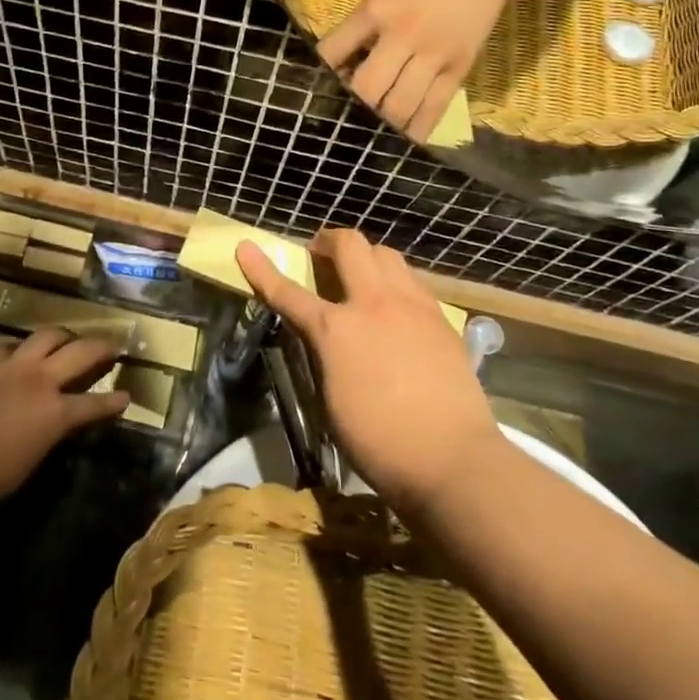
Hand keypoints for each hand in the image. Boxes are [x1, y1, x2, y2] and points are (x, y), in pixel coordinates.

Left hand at [0, 328, 128, 513]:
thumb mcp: (29, 463)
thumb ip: (48, 436)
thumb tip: (54, 425)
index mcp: (55, 413)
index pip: (94, 404)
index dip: (113, 402)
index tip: (127, 395)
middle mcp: (38, 381)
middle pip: (79, 353)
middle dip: (100, 346)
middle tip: (112, 343)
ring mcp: (9, 367)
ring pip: (46, 336)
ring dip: (62, 336)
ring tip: (68, 338)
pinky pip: (6, 346)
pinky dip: (18, 349)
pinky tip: (17, 354)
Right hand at [235, 231, 498, 510]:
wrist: (452, 458)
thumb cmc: (378, 441)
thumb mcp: (330, 399)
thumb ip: (323, 355)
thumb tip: (323, 337)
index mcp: (336, 329)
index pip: (288, 292)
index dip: (262, 269)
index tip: (246, 247)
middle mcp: (374, 304)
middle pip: (350, 245)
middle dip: (328, 241)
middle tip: (320, 254)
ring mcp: (413, 306)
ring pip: (387, 254)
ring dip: (366, 257)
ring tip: (361, 276)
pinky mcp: (441, 319)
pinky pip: (413, 282)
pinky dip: (396, 282)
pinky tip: (396, 307)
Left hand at [318, 0, 515, 142]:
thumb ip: (358, 28)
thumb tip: (337, 68)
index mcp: (376, 12)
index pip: (335, 51)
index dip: (322, 76)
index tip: (317, 91)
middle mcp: (403, 36)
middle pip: (368, 88)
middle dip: (353, 108)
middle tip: (346, 118)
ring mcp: (434, 55)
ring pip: (400, 106)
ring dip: (382, 124)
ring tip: (372, 131)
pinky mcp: (460, 69)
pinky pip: (435, 108)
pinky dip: (417, 129)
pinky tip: (404, 141)